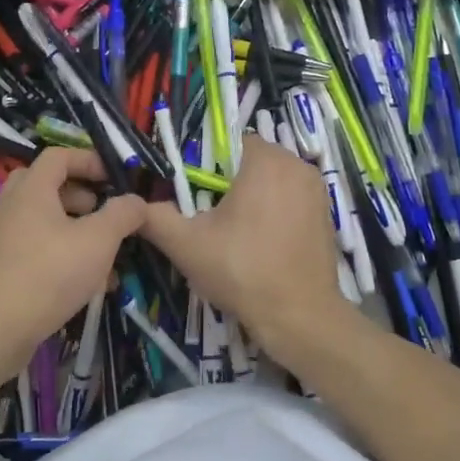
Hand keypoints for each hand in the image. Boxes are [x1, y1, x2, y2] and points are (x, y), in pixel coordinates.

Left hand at [0, 148, 146, 385]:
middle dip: (81, 196)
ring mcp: (4, 240)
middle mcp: (12, 208)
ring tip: (107, 254)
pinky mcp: (2, 270)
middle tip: (104, 212)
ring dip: (77, 230)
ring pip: (45, 222)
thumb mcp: (98, 240)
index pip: (59, 156)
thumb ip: (123, 214)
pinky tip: (90, 284)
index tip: (116, 178)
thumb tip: (137, 201)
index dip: (90, 160)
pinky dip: (64, 256)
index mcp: (32, 190)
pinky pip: (38, 250)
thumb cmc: (48, 274)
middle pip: (47, 186)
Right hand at [139, 136, 348, 363]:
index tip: (196, 196)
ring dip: (255, 197)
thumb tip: (132, 206)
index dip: (209, 166)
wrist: (299, 316)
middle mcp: (298, 165)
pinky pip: (292, 200)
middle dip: (231, 183)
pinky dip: (276, 213)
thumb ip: (155, 217)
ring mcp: (317, 191)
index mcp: (266, 161)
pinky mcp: (327, 214)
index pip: (230, 143)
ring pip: (274, 181)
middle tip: (212, 218)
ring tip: (236, 234)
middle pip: (252, 161)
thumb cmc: (242, 271)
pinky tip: (263, 244)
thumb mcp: (187, 245)